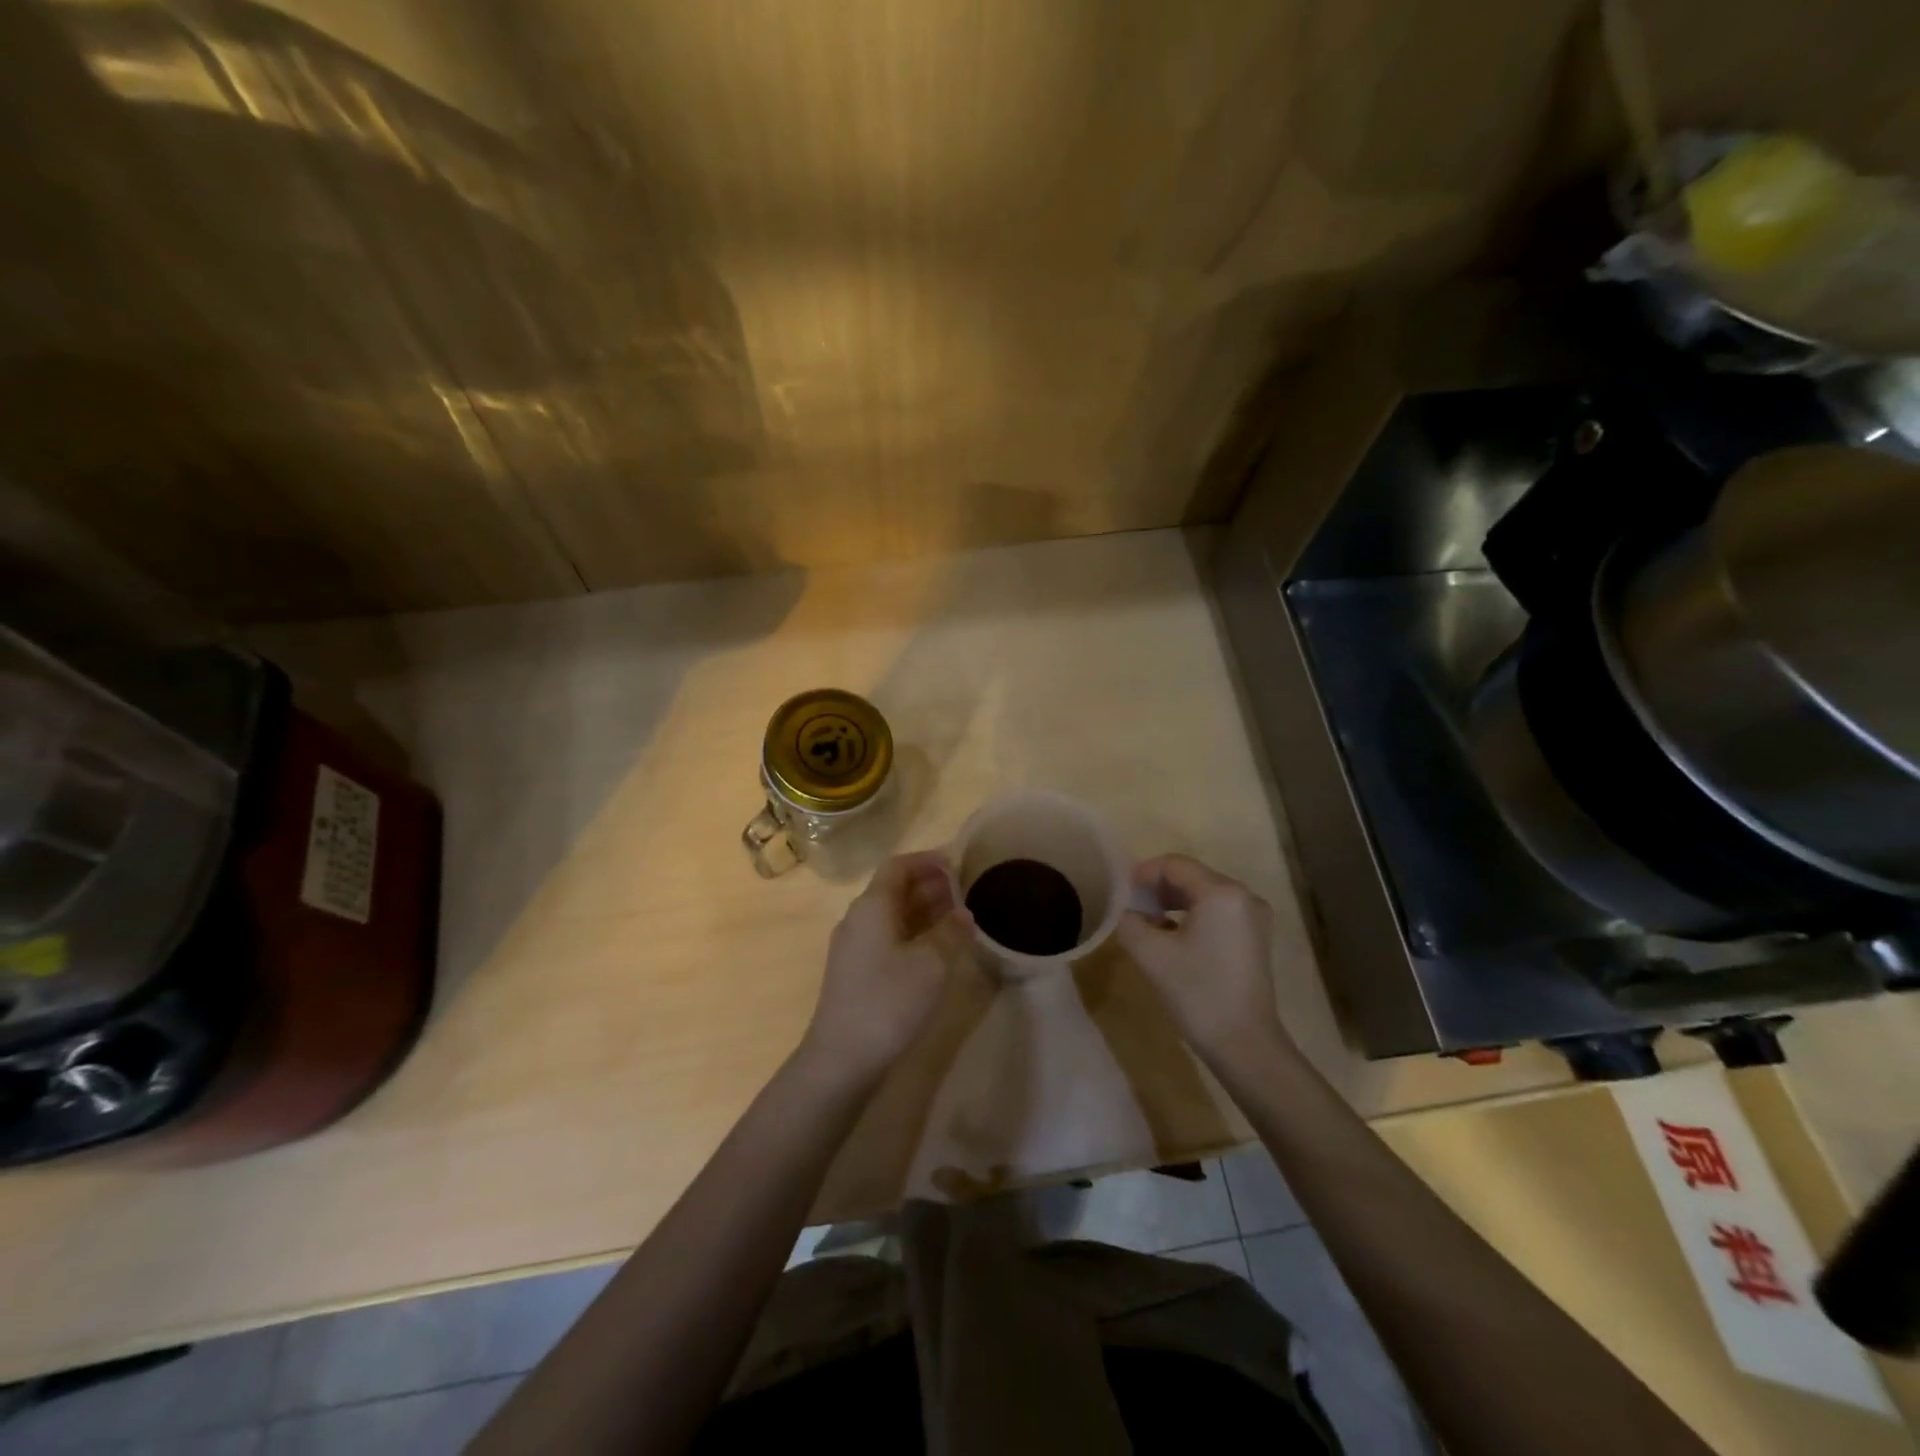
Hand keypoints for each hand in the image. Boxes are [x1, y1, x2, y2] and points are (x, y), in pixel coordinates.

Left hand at [800, 850, 972, 1080]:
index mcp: (872, 906)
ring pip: (892, 914)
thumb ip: (951, 931)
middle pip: (895, 889)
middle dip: (930, 885)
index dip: (928, 861)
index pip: (899, 866)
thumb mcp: (931, 963)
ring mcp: (854, 946)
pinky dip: (914, 932)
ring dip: (924, 910)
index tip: (958, 863)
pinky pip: (888, 936)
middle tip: (965, 890)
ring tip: (959, 916)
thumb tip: (963, 912)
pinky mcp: (857, 971)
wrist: (842, 1058)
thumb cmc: (888, 1001)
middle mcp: (859, 918)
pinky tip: (937, 948)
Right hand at [1116, 854, 1287, 1068]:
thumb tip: (1126, 911)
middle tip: (1130, 909)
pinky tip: (1171, 937)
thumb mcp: (1150, 954)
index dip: (1142, 874)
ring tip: (1147, 923)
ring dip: (1172, 903)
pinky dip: (1191, 916)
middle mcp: (1243, 895)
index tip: (1121, 894)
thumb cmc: (1197, 993)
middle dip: (1157, 888)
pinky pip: (1217, 911)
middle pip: (1191, 876)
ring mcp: (1253, 917)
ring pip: (1203, 894)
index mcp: (1221, 892)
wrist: (1245, 1045)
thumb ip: (1129, 921)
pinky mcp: (1255, 937)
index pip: (1174, 865)